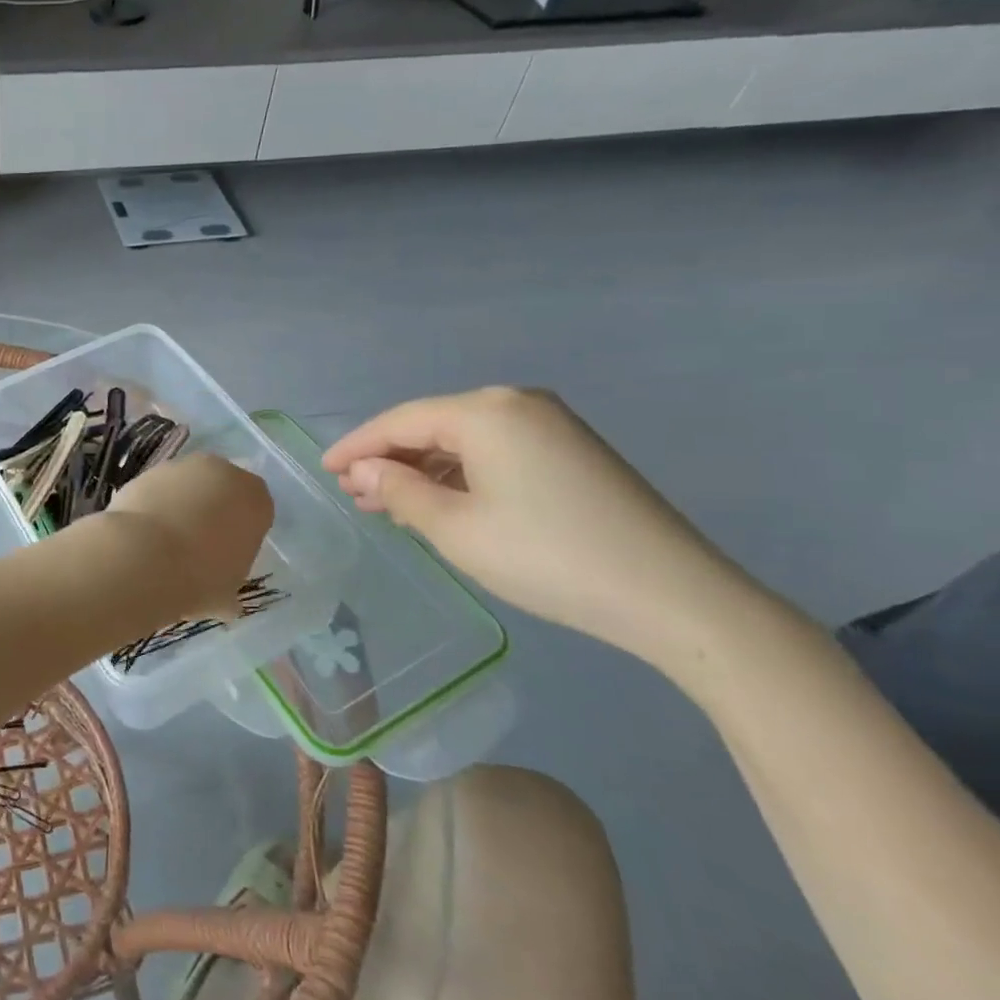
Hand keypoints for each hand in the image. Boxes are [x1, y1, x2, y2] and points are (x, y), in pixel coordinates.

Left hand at [103, 453, 273, 616]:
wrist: (143, 556)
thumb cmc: (199, 577)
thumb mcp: (226, 595)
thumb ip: (229, 589)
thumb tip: (225, 603)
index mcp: (255, 498)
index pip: (257, 511)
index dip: (242, 534)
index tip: (227, 557)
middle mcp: (222, 472)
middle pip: (222, 491)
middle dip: (213, 513)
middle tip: (197, 549)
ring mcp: (182, 466)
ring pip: (188, 487)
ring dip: (181, 507)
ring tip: (164, 545)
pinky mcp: (147, 470)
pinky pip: (158, 490)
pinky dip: (154, 507)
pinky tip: (143, 535)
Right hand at [322, 387, 761, 665]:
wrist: (674, 596)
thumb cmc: (547, 557)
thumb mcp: (456, 529)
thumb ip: (400, 491)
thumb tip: (365, 470)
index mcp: (485, 411)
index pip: (400, 421)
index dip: (357, 446)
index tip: (324, 470)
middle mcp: (517, 403)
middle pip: (432, 425)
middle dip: (389, 459)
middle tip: (354, 493)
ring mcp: (551, 425)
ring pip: (463, 440)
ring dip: (423, 469)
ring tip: (388, 502)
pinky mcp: (572, 451)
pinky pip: (495, 452)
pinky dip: (460, 474)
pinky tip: (440, 502)